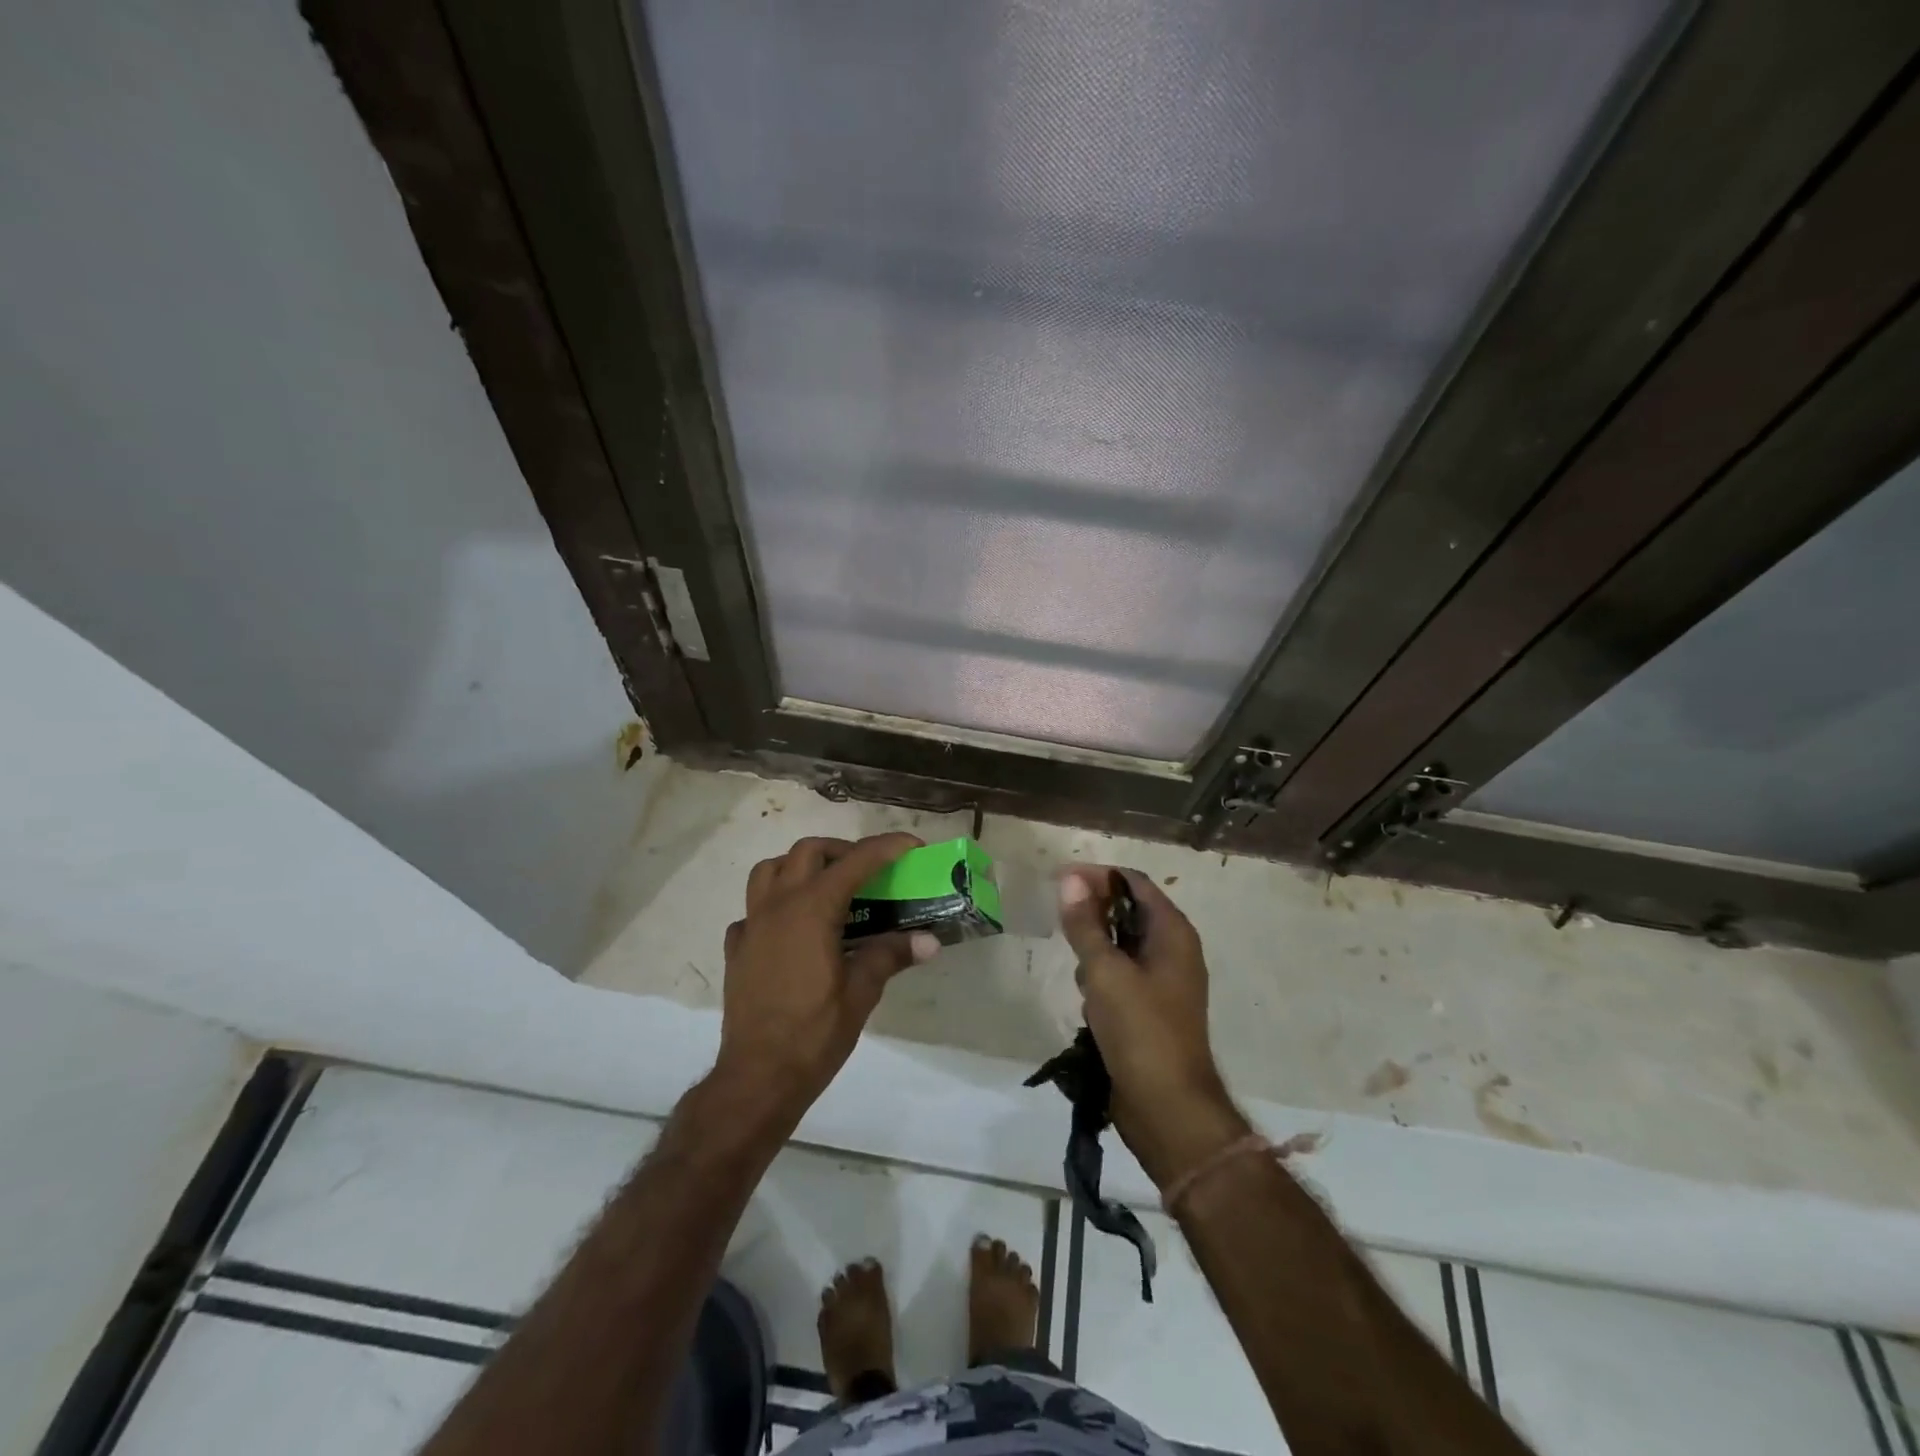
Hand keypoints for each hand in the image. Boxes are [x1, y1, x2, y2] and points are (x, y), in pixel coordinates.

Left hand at [715, 833, 938, 1110]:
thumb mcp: (861, 993)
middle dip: (842, 851)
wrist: (757, 1077)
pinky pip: (753, 909)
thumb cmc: (813, 1033)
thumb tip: (929, 940)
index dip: (886, 848)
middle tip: (868, 872)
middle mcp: (778, 905)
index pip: (855, 862)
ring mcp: (751, 925)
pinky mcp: (737, 948)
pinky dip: (775, 904)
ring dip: (800, 867)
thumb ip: (891, 955)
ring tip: (826, 888)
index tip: (911, 846)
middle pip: (807, 852)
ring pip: (770, 870)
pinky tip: (792, 930)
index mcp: (811, 909)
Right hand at [1057, 865, 1247, 1187]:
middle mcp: (1173, 950)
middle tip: (1060, 925)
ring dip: (1095, 951)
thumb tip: (1070, 879)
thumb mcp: (1105, 972)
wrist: (1167, 1110)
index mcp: (1173, 933)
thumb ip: (1085, 924)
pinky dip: (1101, 980)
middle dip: (1093, 915)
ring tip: (1079, 974)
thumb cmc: (1140, 1031)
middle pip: (1128, 912)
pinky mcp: (1150, 1009)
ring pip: (1120, 946)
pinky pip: (1120, 977)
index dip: (1097, 876)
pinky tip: (1087, 1003)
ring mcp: (1163, 982)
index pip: (1134, 883)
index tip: (1059, 881)